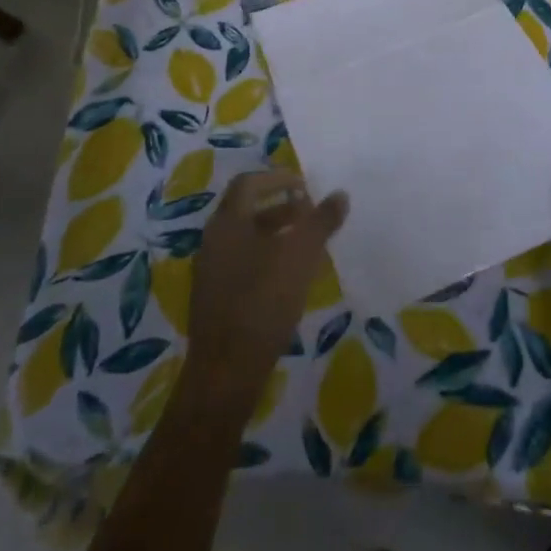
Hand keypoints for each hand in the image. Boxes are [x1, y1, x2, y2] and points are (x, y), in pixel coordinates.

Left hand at [184, 169, 347, 416]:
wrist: (226, 372)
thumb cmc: (264, 302)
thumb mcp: (301, 256)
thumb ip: (321, 222)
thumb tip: (340, 194)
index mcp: (227, 222)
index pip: (248, 183)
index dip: (277, 177)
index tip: (305, 186)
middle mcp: (213, 240)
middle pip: (246, 210)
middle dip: (281, 207)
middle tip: (310, 213)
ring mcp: (210, 271)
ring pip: (245, 239)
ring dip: (275, 234)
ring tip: (307, 246)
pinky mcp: (214, 298)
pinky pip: (241, 263)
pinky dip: (266, 258)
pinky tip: (289, 278)